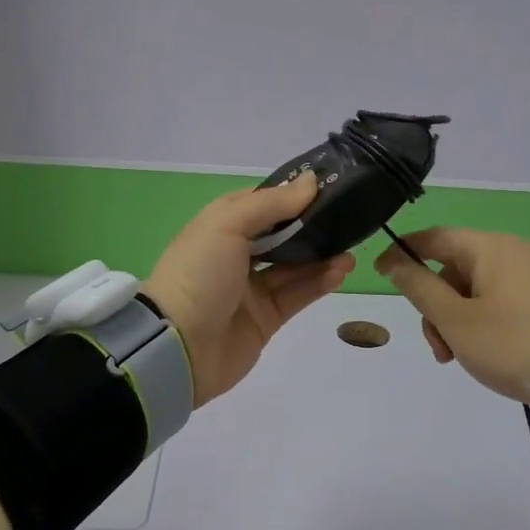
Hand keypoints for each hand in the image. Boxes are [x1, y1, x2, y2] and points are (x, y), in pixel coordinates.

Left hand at [144, 172, 354, 406]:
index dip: (294, 195)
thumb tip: (311, 182)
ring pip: (295, 266)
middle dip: (313, 226)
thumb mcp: (227, 224)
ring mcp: (252, 288)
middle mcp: (237, 254)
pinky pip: (298, 295)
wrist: (177, 347)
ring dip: (323, 255)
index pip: (264, 204)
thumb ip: (272, 203)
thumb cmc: (199, 273)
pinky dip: (320, 282)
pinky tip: (342, 270)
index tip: (329, 186)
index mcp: (222, 226)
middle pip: (283, 234)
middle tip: (348, 217)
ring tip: (351, 247)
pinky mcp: (267, 318)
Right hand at [375, 228, 529, 405]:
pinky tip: (487, 352)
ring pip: (477, 289)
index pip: (433, 237)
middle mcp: (513, 250)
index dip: (402, 253)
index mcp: (490, 247)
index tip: (379, 274)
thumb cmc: (513, 343)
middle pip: (455, 268)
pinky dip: (484, 321)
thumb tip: (395, 261)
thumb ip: (419, 288)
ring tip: (461, 358)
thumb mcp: (456, 320)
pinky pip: (502, 299)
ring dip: (458, 319)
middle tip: (438, 348)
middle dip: (436, 306)